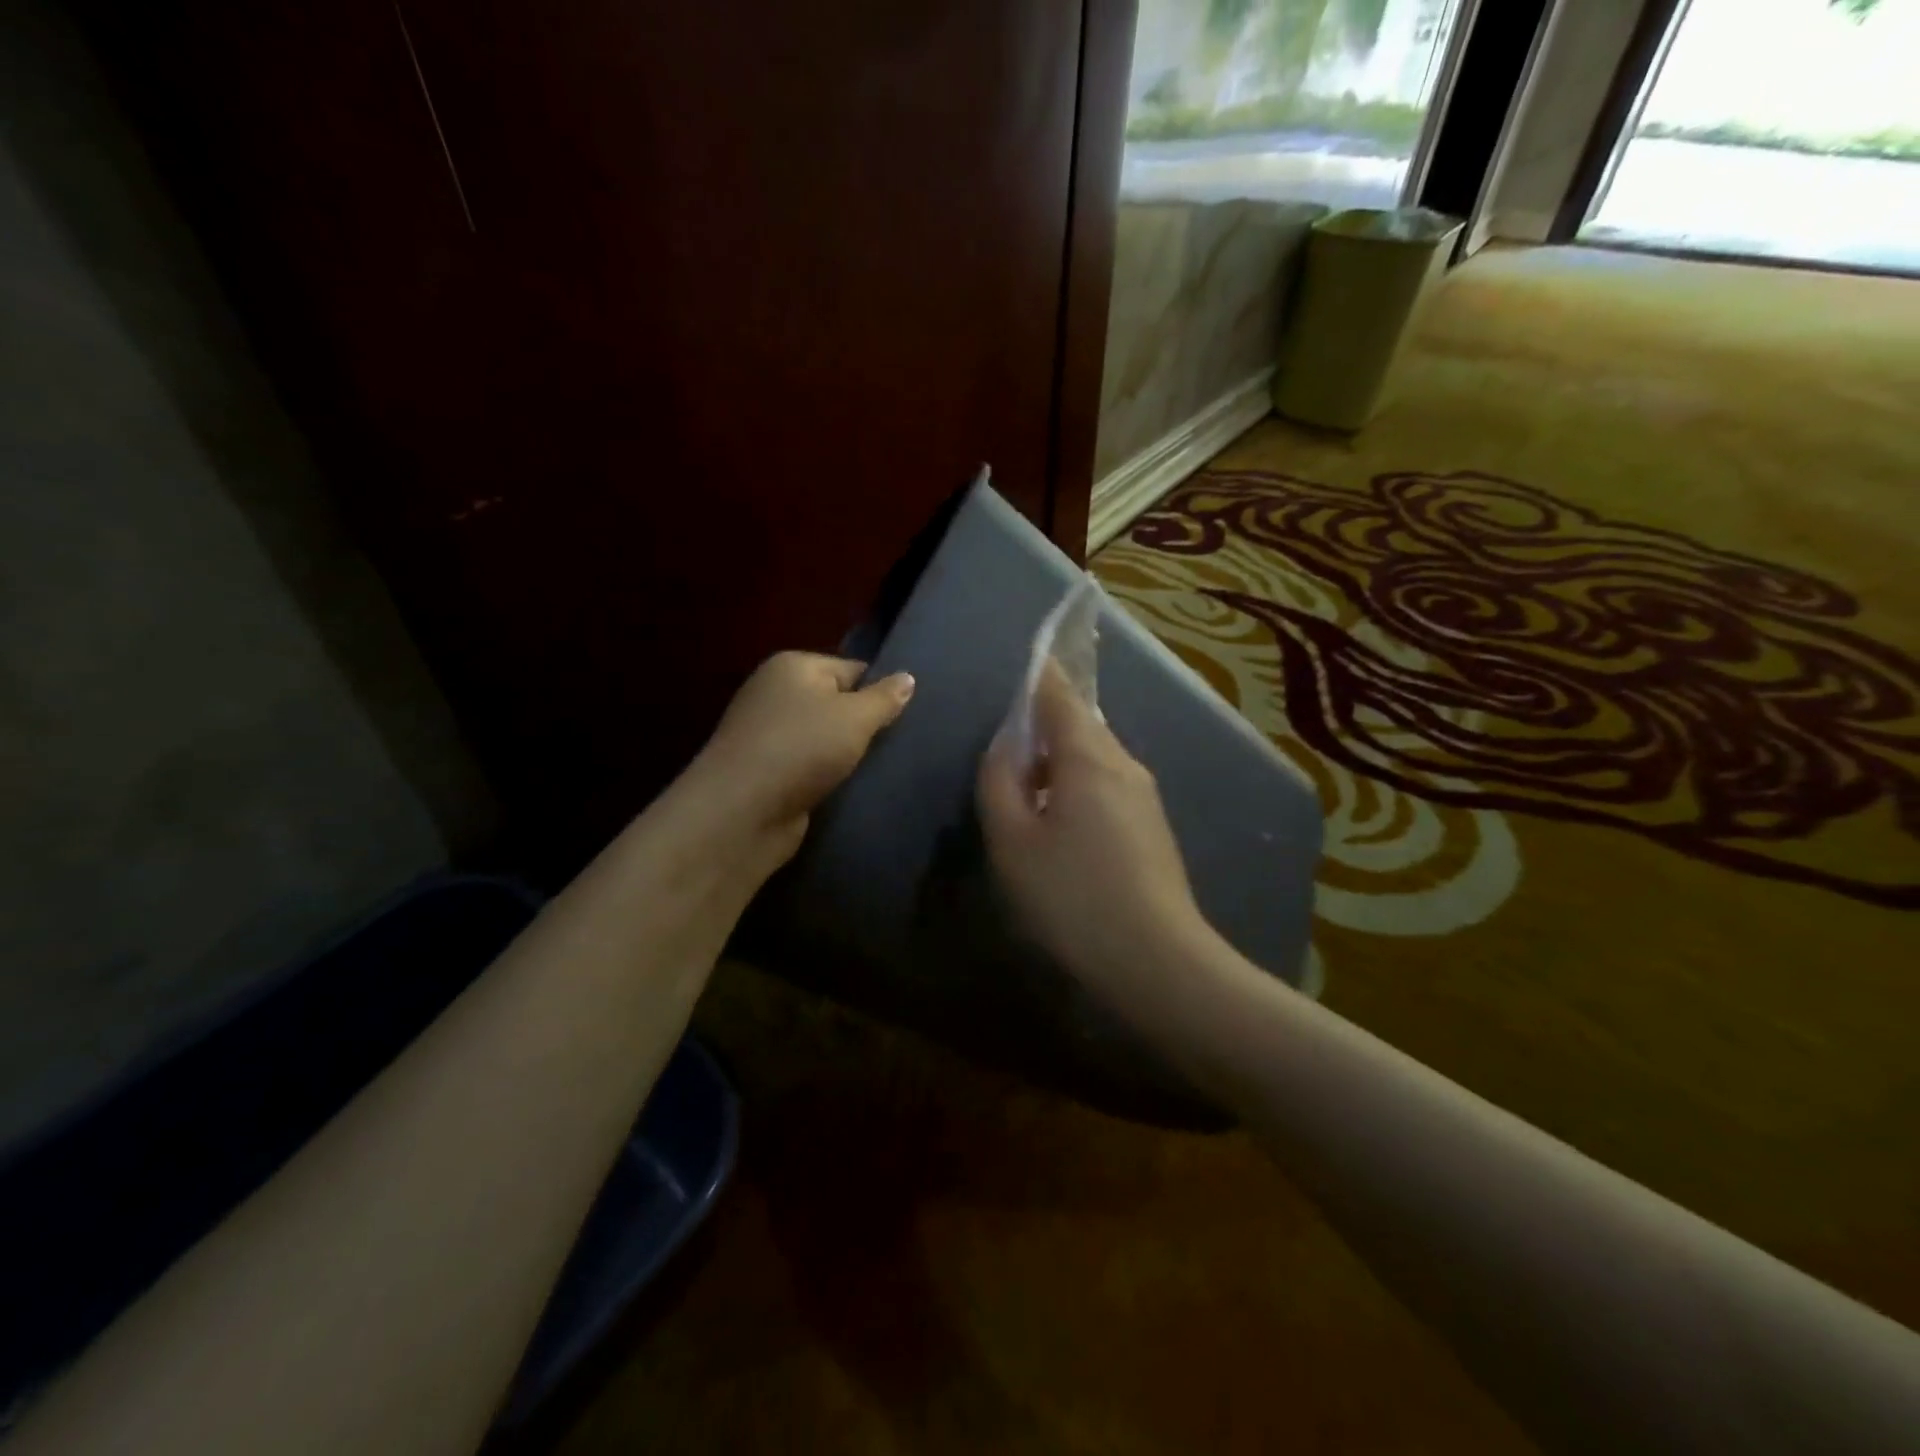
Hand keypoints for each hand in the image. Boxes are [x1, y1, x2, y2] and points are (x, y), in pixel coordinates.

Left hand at [691, 651, 913, 858]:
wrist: (742, 811)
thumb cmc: (801, 748)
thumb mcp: (854, 717)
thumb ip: (884, 698)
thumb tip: (908, 678)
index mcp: (793, 667)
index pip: (851, 669)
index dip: (880, 690)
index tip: (910, 716)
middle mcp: (776, 694)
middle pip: (837, 703)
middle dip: (865, 724)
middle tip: (902, 743)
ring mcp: (769, 734)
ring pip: (825, 738)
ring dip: (848, 754)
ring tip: (884, 768)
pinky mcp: (768, 772)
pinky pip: (811, 766)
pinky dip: (829, 775)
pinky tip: (853, 788)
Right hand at [977, 665, 1215, 1009]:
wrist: (1157, 960)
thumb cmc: (1073, 896)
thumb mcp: (1014, 842)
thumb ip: (999, 783)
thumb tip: (1004, 748)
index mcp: (1089, 756)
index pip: (1060, 695)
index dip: (1039, 675)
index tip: (1024, 660)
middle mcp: (1124, 764)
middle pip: (1080, 725)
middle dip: (1043, 726)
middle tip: (1007, 746)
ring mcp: (1144, 796)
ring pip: (1094, 759)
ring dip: (1058, 762)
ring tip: (1026, 790)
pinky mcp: (1152, 828)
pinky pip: (1107, 787)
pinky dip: (1077, 788)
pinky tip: (1060, 825)